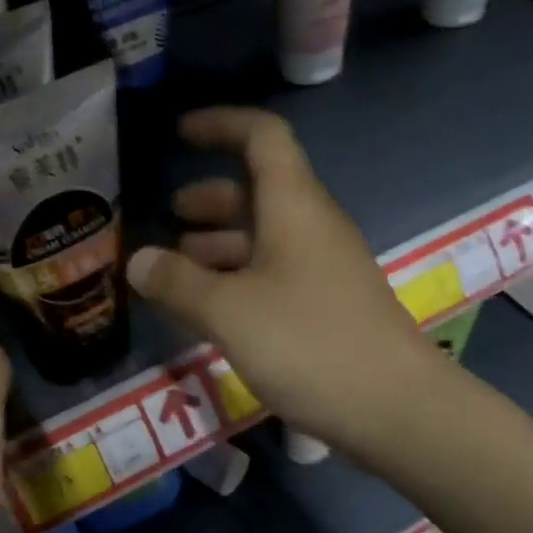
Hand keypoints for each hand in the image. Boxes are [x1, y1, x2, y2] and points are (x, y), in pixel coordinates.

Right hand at [126, 108, 439, 461]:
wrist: (394, 407)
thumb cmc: (308, 343)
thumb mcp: (229, 311)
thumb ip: (178, 283)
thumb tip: (138, 262)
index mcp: (293, 207)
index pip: (262, 137)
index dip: (221, 125)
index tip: (180, 134)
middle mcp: (312, 228)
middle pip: (258, 192)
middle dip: (210, 200)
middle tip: (169, 217)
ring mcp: (324, 269)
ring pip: (265, 239)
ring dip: (220, 246)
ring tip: (177, 271)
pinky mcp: (328, 308)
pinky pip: (275, 276)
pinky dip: (238, 281)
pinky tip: (212, 312)